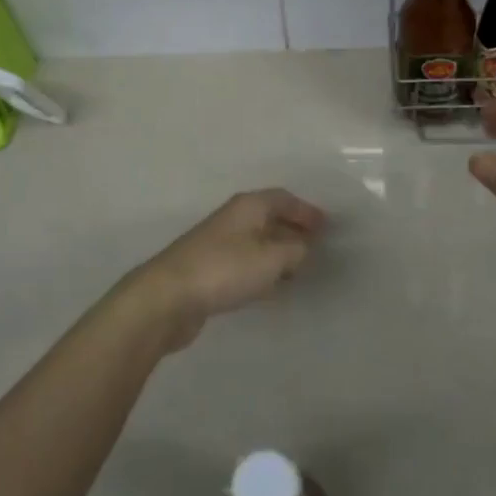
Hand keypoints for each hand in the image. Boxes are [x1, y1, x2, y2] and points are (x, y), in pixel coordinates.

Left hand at [125, 189, 326, 350]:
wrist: (168, 297)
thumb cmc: (224, 269)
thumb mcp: (271, 258)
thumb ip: (295, 250)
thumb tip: (304, 247)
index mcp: (248, 206)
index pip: (283, 198)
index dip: (306, 210)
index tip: (327, 226)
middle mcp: (232, 218)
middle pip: (269, 217)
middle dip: (293, 229)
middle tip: (317, 247)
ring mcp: (218, 244)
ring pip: (257, 241)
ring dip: (278, 251)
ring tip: (299, 268)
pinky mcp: (208, 269)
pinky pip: (244, 262)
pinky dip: (262, 269)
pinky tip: (270, 287)